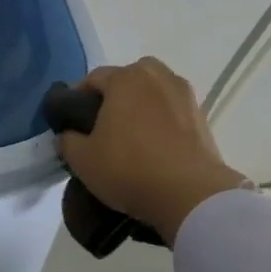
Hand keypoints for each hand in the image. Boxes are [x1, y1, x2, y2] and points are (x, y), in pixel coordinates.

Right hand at [57, 58, 250, 244]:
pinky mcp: (202, 117)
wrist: (190, 195)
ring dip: (141, 107)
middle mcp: (157, 76)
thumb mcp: (82, 160)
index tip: (73, 124)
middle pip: (127, 79)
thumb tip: (69, 135)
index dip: (78, 100)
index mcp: (125, 78)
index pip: (93, 79)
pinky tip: (155, 148)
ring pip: (153, 93)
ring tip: (132, 138)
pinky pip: (172, 112)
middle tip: (104, 128)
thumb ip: (67, 140)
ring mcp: (184, 95)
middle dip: (114, 97)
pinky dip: (162, 122)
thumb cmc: (129, 168)